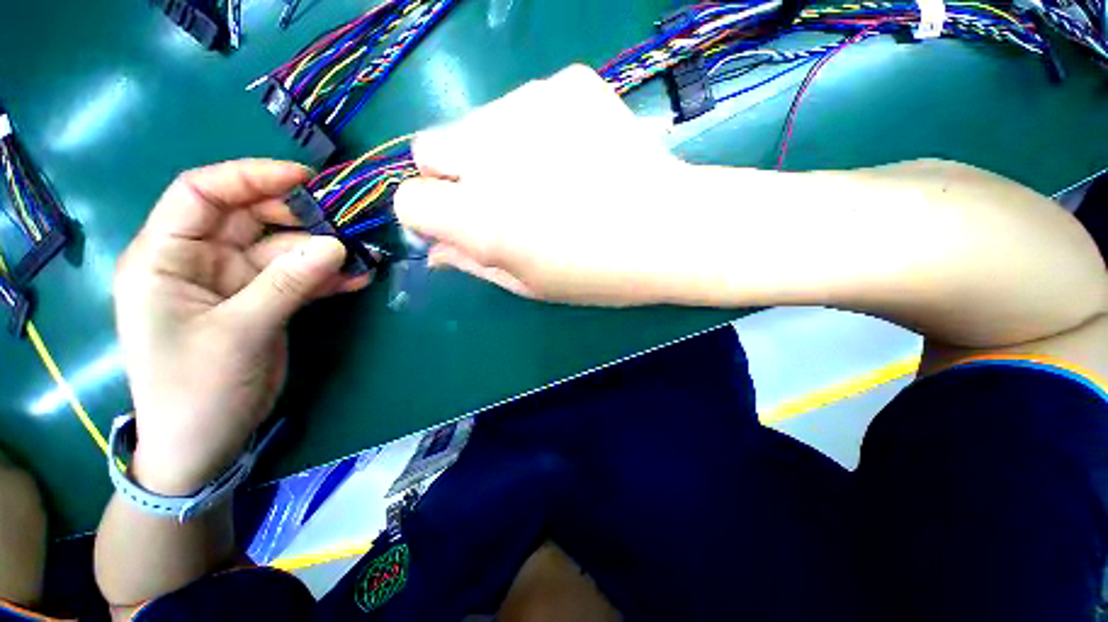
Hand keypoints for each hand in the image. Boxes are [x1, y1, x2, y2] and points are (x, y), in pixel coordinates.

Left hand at [114, 160, 369, 495]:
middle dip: (299, 217)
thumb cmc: (195, 390)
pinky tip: (358, 279)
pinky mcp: (264, 301)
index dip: (250, 177)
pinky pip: (299, 278)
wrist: (205, 442)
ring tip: (362, 256)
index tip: (305, 180)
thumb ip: (286, 285)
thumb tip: (335, 246)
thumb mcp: (239, 333)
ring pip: (283, 249)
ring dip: (323, 251)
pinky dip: (328, 277)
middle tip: (347, 223)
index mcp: (165, 257)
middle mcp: (199, 260)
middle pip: (250, 218)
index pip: (201, 194)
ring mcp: (235, 281)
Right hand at [394, 64, 697, 305]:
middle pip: (427, 146)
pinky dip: (538, 128)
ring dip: (495, 149)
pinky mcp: (567, 85)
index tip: (453, 222)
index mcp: (480, 218)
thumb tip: (435, 250)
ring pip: (477, 121)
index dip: (427, 214)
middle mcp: (490, 156)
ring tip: (548, 176)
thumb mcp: (529, 285)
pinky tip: (576, 153)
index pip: (408, 199)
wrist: (670, 230)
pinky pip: (527, 103)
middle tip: (499, 196)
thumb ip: (473, 264)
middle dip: (451, 173)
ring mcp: (529, 107)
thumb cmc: (599, 273)